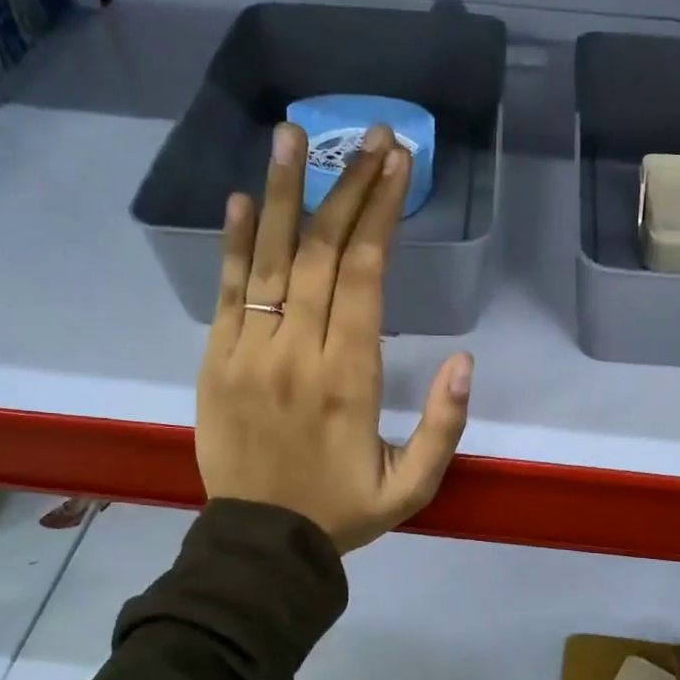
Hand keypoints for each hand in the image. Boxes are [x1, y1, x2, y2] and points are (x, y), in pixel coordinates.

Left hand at [196, 121, 473, 552]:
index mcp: (349, 378)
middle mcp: (297, 352)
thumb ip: (444, 427)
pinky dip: (235, 243)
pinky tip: (246, 199)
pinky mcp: (215, 362)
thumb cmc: (342, 512)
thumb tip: (464, 361)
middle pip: (323, 253)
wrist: (261, 545)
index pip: (365, 276)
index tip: (397, 163)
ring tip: (296, 135)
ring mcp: (249, 353)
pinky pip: (226, 292)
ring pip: (270, 260)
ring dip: (287, 193)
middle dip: (348, 188)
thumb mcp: (412, 487)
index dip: (381, 213)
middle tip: (369, 135)